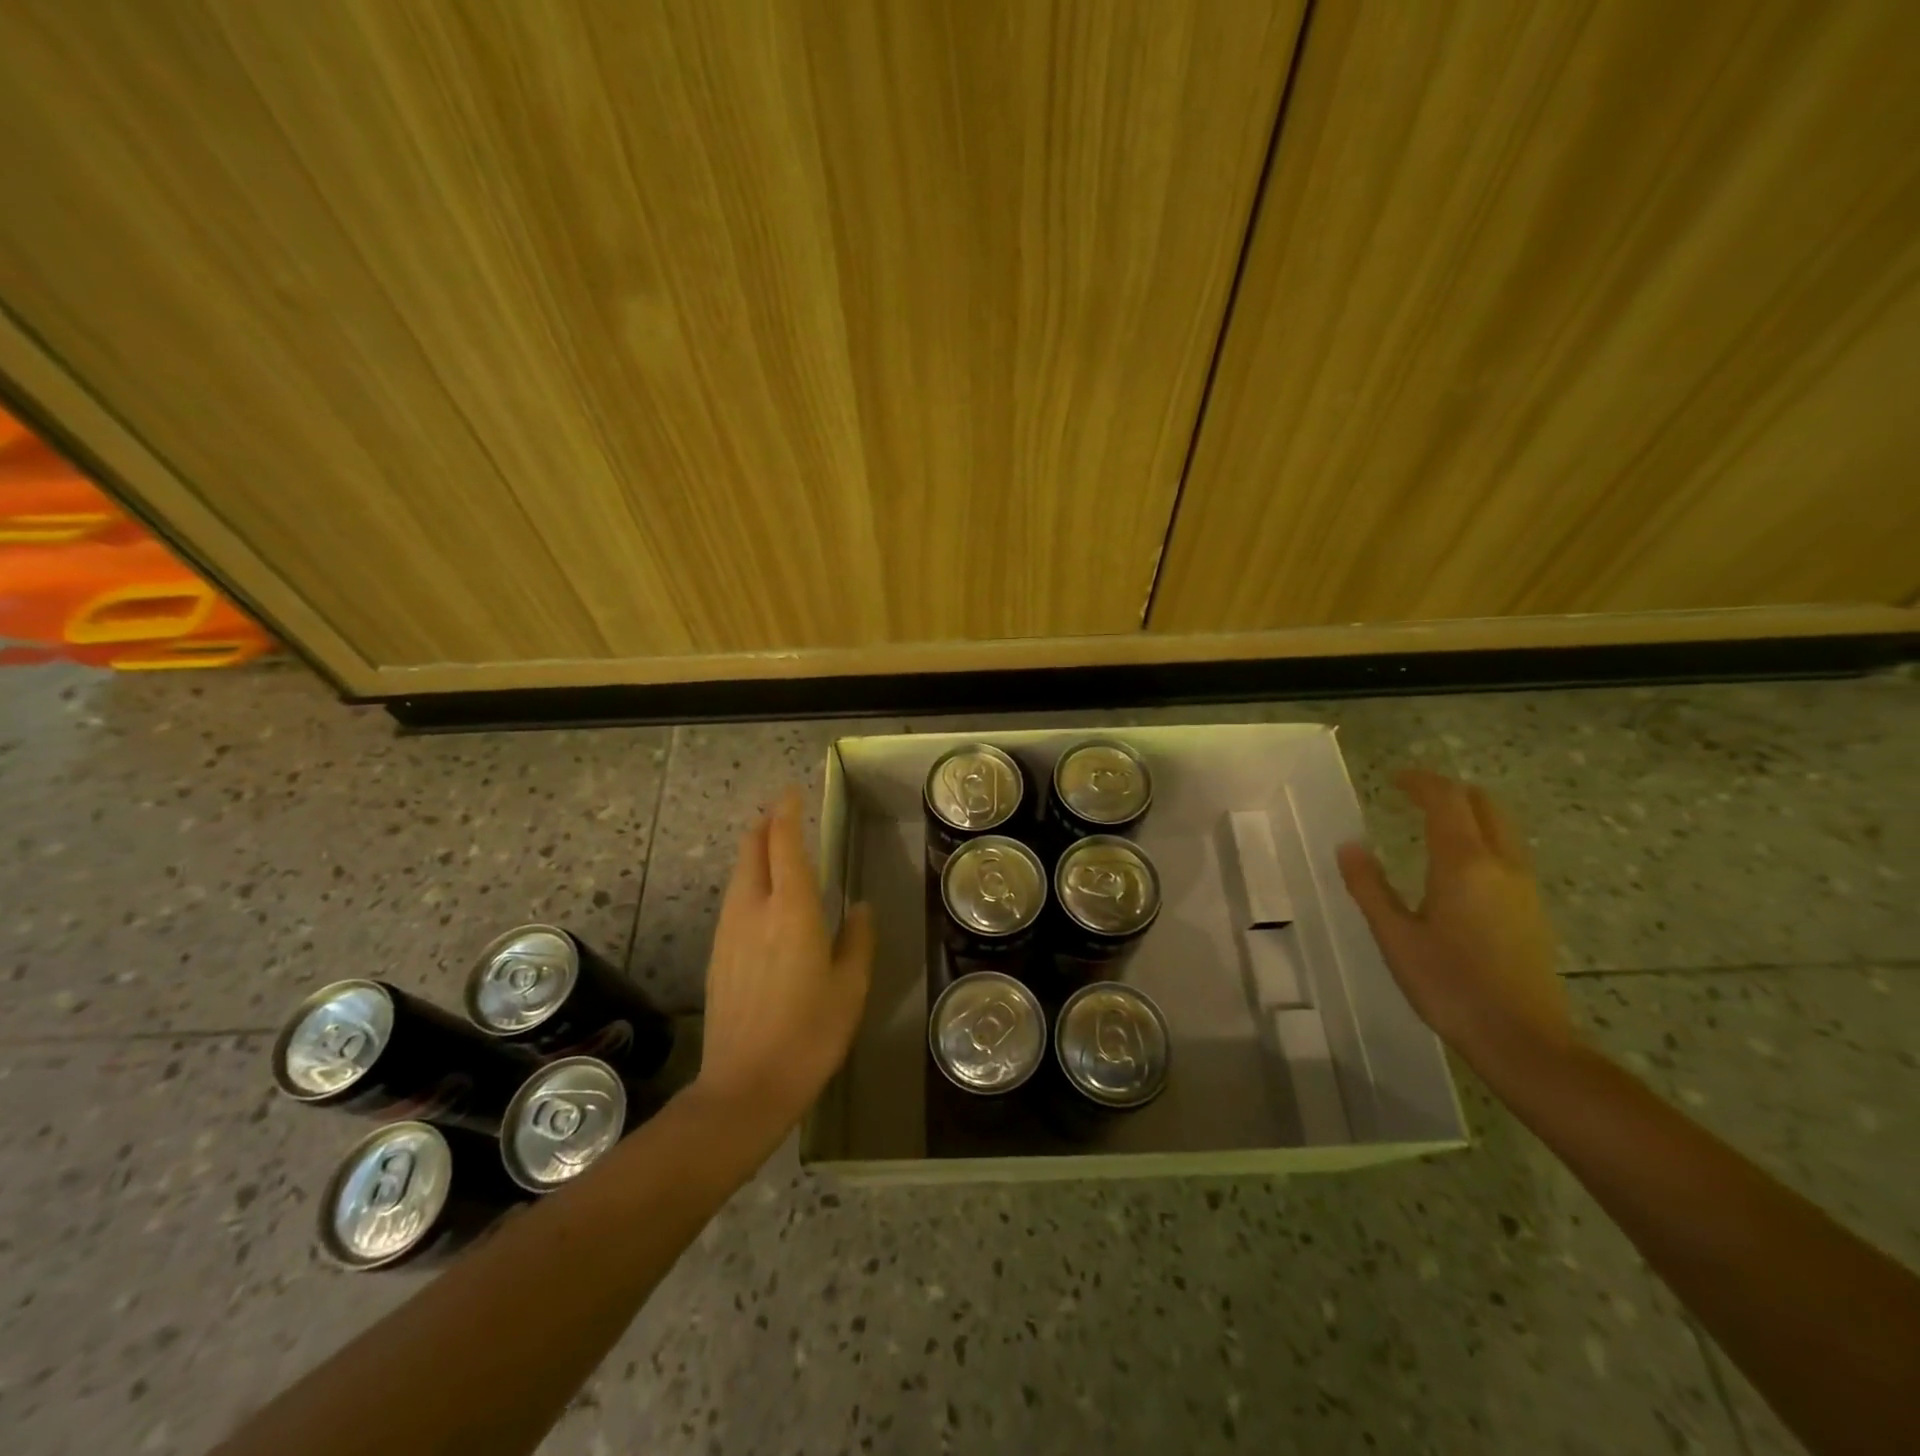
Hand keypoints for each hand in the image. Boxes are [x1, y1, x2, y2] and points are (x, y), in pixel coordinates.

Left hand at [691, 789, 874, 1139]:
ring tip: (774, 849)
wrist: (745, 1086)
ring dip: (755, 853)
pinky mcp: (717, 954)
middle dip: (765, 826)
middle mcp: (753, 909)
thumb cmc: (810, 1033)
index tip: (792, 793)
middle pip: (752, 851)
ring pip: (738, 875)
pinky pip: (733, 900)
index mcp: (791, 909)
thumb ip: (856, 938)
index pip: (783, 843)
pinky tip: (762, 898)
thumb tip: (857, 907)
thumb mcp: (850, 986)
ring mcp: (729, 931)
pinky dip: (748, 882)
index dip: (786, 813)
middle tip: (783, 815)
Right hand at [1337, 770, 1575, 1078]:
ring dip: (1469, 813)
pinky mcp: (1532, 910)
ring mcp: (1524, 887)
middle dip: (1449, 791)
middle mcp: (1501, 864)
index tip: (1394, 778)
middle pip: (1484, 805)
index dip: (1421, 782)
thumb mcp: (1394, 936)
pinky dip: (1481, 838)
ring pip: (1501, 828)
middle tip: (1413, 794)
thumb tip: (1349, 846)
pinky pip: (1507, 852)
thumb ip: (1369, 886)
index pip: (1447, 801)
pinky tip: (1456, 865)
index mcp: (1464, 864)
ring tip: (1432, 822)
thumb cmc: (1449, 985)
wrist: (1524, 1040)